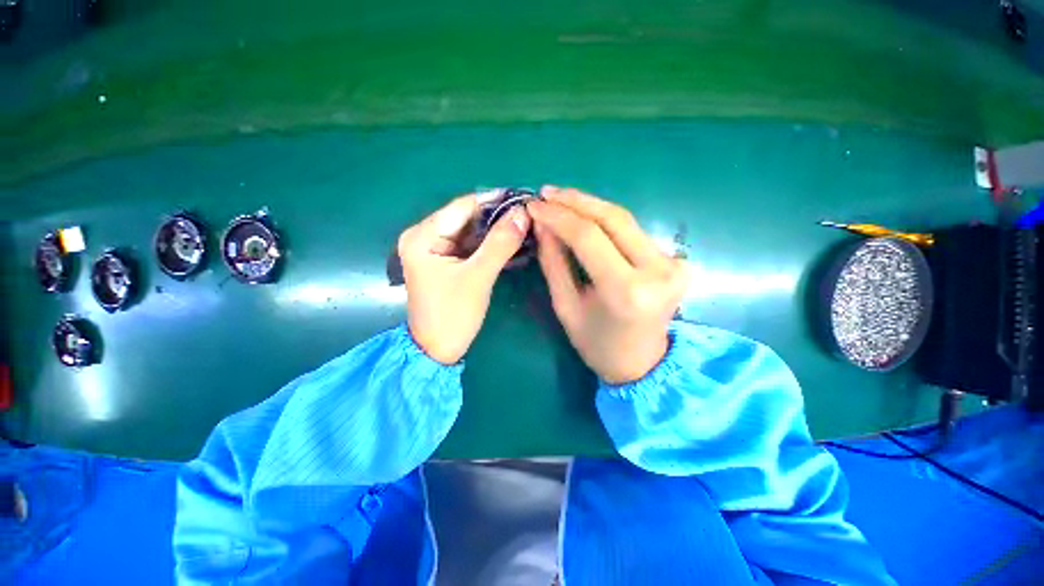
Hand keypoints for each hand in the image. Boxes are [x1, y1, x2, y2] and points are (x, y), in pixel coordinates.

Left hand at [399, 193, 531, 363]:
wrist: (438, 350)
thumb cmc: (453, 314)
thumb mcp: (478, 277)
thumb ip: (500, 243)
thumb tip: (523, 213)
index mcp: (423, 236)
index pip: (463, 206)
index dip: (494, 200)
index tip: (523, 197)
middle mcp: (425, 236)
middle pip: (467, 218)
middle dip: (498, 216)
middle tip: (529, 214)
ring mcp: (435, 249)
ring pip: (472, 231)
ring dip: (497, 230)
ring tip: (526, 225)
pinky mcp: (446, 262)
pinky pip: (471, 246)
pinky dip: (490, 244)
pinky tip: (512, 241)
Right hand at [528, 187, 688, 383]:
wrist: (642, 363)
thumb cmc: (597, 344)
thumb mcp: (566, 306)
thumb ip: (553, 262)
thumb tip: (542, 223)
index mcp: (627, 291)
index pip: (589, 236)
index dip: (558, 216)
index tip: (533, 205)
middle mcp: (657, 271)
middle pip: (613, 218)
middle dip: (576, 201)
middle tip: (547, 193)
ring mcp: (673, 263)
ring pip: (625, 219)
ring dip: (590, 206)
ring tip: (560, 200)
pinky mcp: (677, 260)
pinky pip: (633, 231)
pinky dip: (606, 221)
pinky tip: (585, 216)